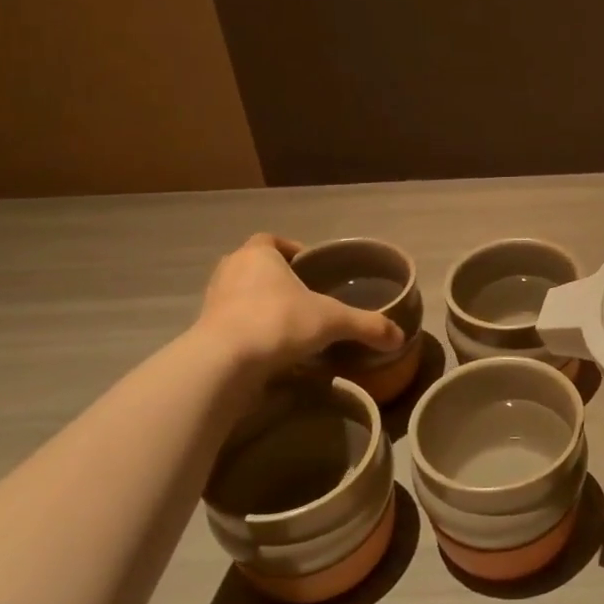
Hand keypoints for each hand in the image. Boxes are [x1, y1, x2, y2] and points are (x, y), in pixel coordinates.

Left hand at [193, 233, 403, 373]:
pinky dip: (249, 331)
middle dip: (277, 278)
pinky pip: (231, 323)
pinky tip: (270, 349)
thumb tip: (400, 337)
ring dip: (260, 305)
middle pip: (254, 266)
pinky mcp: (203, 332)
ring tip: (289, 324)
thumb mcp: (333, 321)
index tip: (310, 267)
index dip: (291, 250)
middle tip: (303, 296)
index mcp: (258, 255)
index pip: (271, 240)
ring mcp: (212, 301)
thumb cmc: (279, 322)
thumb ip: (367, 326)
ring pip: (240, 294)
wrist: (224, 363)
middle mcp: (231, 271)